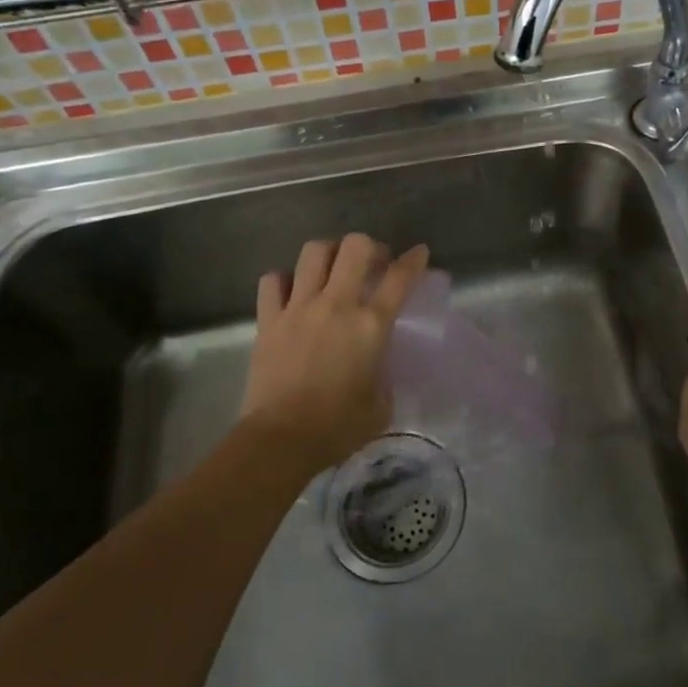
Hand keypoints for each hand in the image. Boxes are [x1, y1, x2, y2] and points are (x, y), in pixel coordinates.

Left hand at [242, 234, 429, 476]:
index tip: (419, 253)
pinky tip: (293, 292)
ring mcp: (298, 308)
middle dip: (369, 246)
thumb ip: (383, 375)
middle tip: (373, 263)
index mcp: (370, 325)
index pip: (400, 278)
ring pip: (313, 252)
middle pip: (355, 247)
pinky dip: (284, 280)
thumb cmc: (338, 427)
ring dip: (329, 253)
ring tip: (333, 268)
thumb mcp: (381, 405)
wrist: (281, 440)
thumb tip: (376, 366)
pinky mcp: (268, 319)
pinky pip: (273, 280)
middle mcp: (336, 305)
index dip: (414, 260)